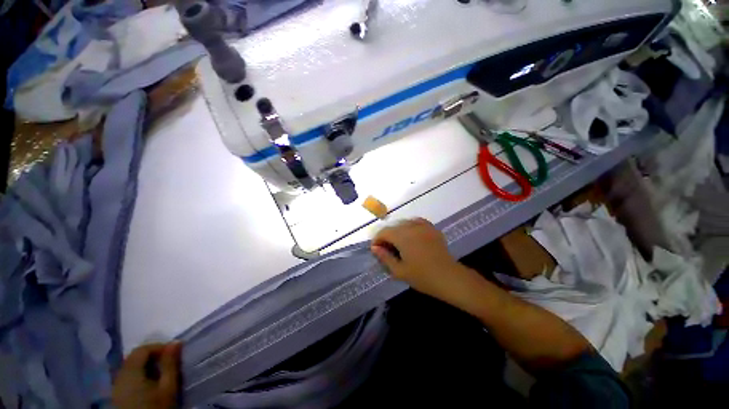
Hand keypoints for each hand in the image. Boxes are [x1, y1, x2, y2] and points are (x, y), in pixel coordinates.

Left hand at [112, 342, 181, 408]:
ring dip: (146, 365)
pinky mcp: (117, 395)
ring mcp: (116, 386)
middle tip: (169, 361)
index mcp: (130, 372)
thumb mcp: (168, 386)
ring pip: (130, 367)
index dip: (159, 347)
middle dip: (152, 355)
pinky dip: (139, 374)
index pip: (142, 349)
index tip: (174, 353)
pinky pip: (127, 377)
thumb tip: (176, 342)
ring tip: (161, 372)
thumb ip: (170, 364)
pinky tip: (149, 383)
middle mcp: (119, 376)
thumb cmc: (157, 407)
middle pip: (134, 357)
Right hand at [371, 218, 472, 301]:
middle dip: (386, 236)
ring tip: (398, 244)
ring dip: (397, 232)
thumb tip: (374, 248)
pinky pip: (417, 222)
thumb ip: (385, 257)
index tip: (376, 250)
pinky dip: (410, 226)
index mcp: (402, 237)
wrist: (449, 277)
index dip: (377, 239)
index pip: (384, 232)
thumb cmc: (422, 277)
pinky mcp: (432, 228)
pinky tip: (411, 234)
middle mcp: (411, 227)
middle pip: (393, 227)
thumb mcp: (399, 271)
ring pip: (404, 223)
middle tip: (386, 250)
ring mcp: (423, 226)